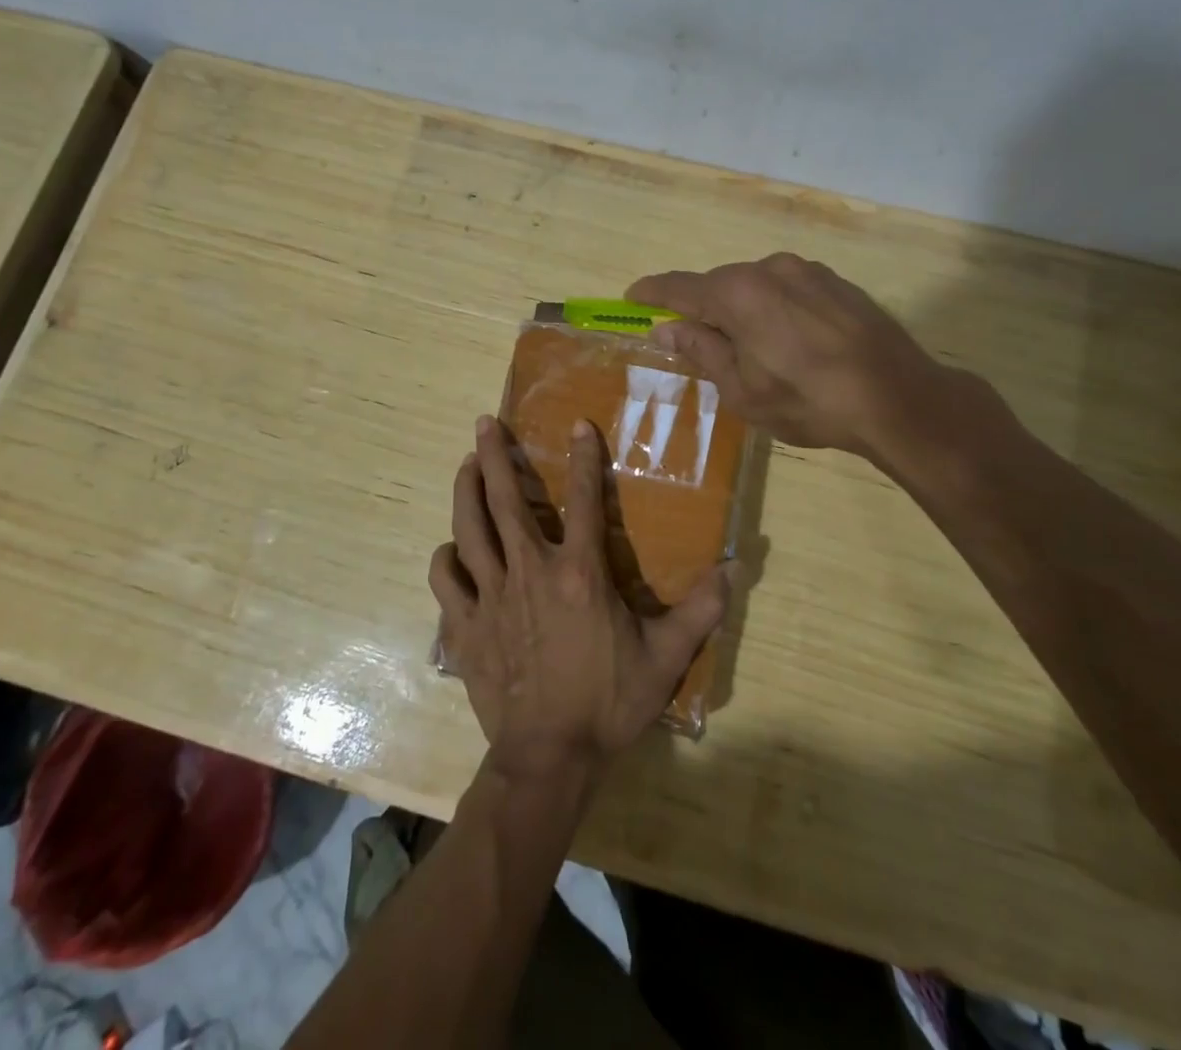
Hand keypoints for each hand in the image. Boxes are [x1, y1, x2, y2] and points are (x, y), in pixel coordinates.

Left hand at [430, 415, 728, 784]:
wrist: (549, 757)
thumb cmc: (609, 702)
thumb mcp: (666, 657)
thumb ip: (701, 610)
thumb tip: (735, 568)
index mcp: (579, 573)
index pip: (583, 500)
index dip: (583, 458)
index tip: (579, 425)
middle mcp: (530, 571)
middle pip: (505, 500)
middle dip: (493, 456)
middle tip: (484, 423)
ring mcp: (492, 596)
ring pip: (469, 528)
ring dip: (465, 490)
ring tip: (464, 464)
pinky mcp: (465, 626)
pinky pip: (445, 580)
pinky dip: (445, 559)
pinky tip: (450, 550)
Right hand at [629, 253, 985, 480]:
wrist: (899, 397)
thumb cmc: (809, 400)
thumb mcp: (742, 389)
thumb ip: (702, 351)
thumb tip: (667, 330)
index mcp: (738, 294)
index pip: (680, 288)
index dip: (652, 293)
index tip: (631, 296)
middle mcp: (769, 269)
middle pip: (719, 285)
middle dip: (701, 310)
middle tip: (695, 343)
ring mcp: (808, 271)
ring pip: (755, 287)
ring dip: (741, 311)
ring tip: (750, 351)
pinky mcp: (836, 282)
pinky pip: (787, 289)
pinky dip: (773, 309)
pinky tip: (788, 342)